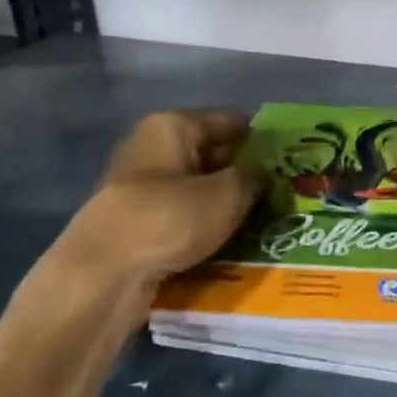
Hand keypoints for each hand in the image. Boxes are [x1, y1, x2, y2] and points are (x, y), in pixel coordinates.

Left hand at [0, 109, 260, 396]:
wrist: (103, 275)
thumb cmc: (169, 219)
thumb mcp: (227, 195)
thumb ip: (254, 177)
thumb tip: (265, 172)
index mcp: (173, 126)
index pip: (231, 122)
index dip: (263, 139)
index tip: (293, 161)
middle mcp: (153, 147)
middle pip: (213, 153)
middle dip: (246, 173)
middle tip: (285, 195)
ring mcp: (140, 186)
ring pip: (198, 187)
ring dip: (227, 202)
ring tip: (265, 221)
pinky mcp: (135, 221)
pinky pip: (182, 215)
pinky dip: (205, 224)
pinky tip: (231, 241)